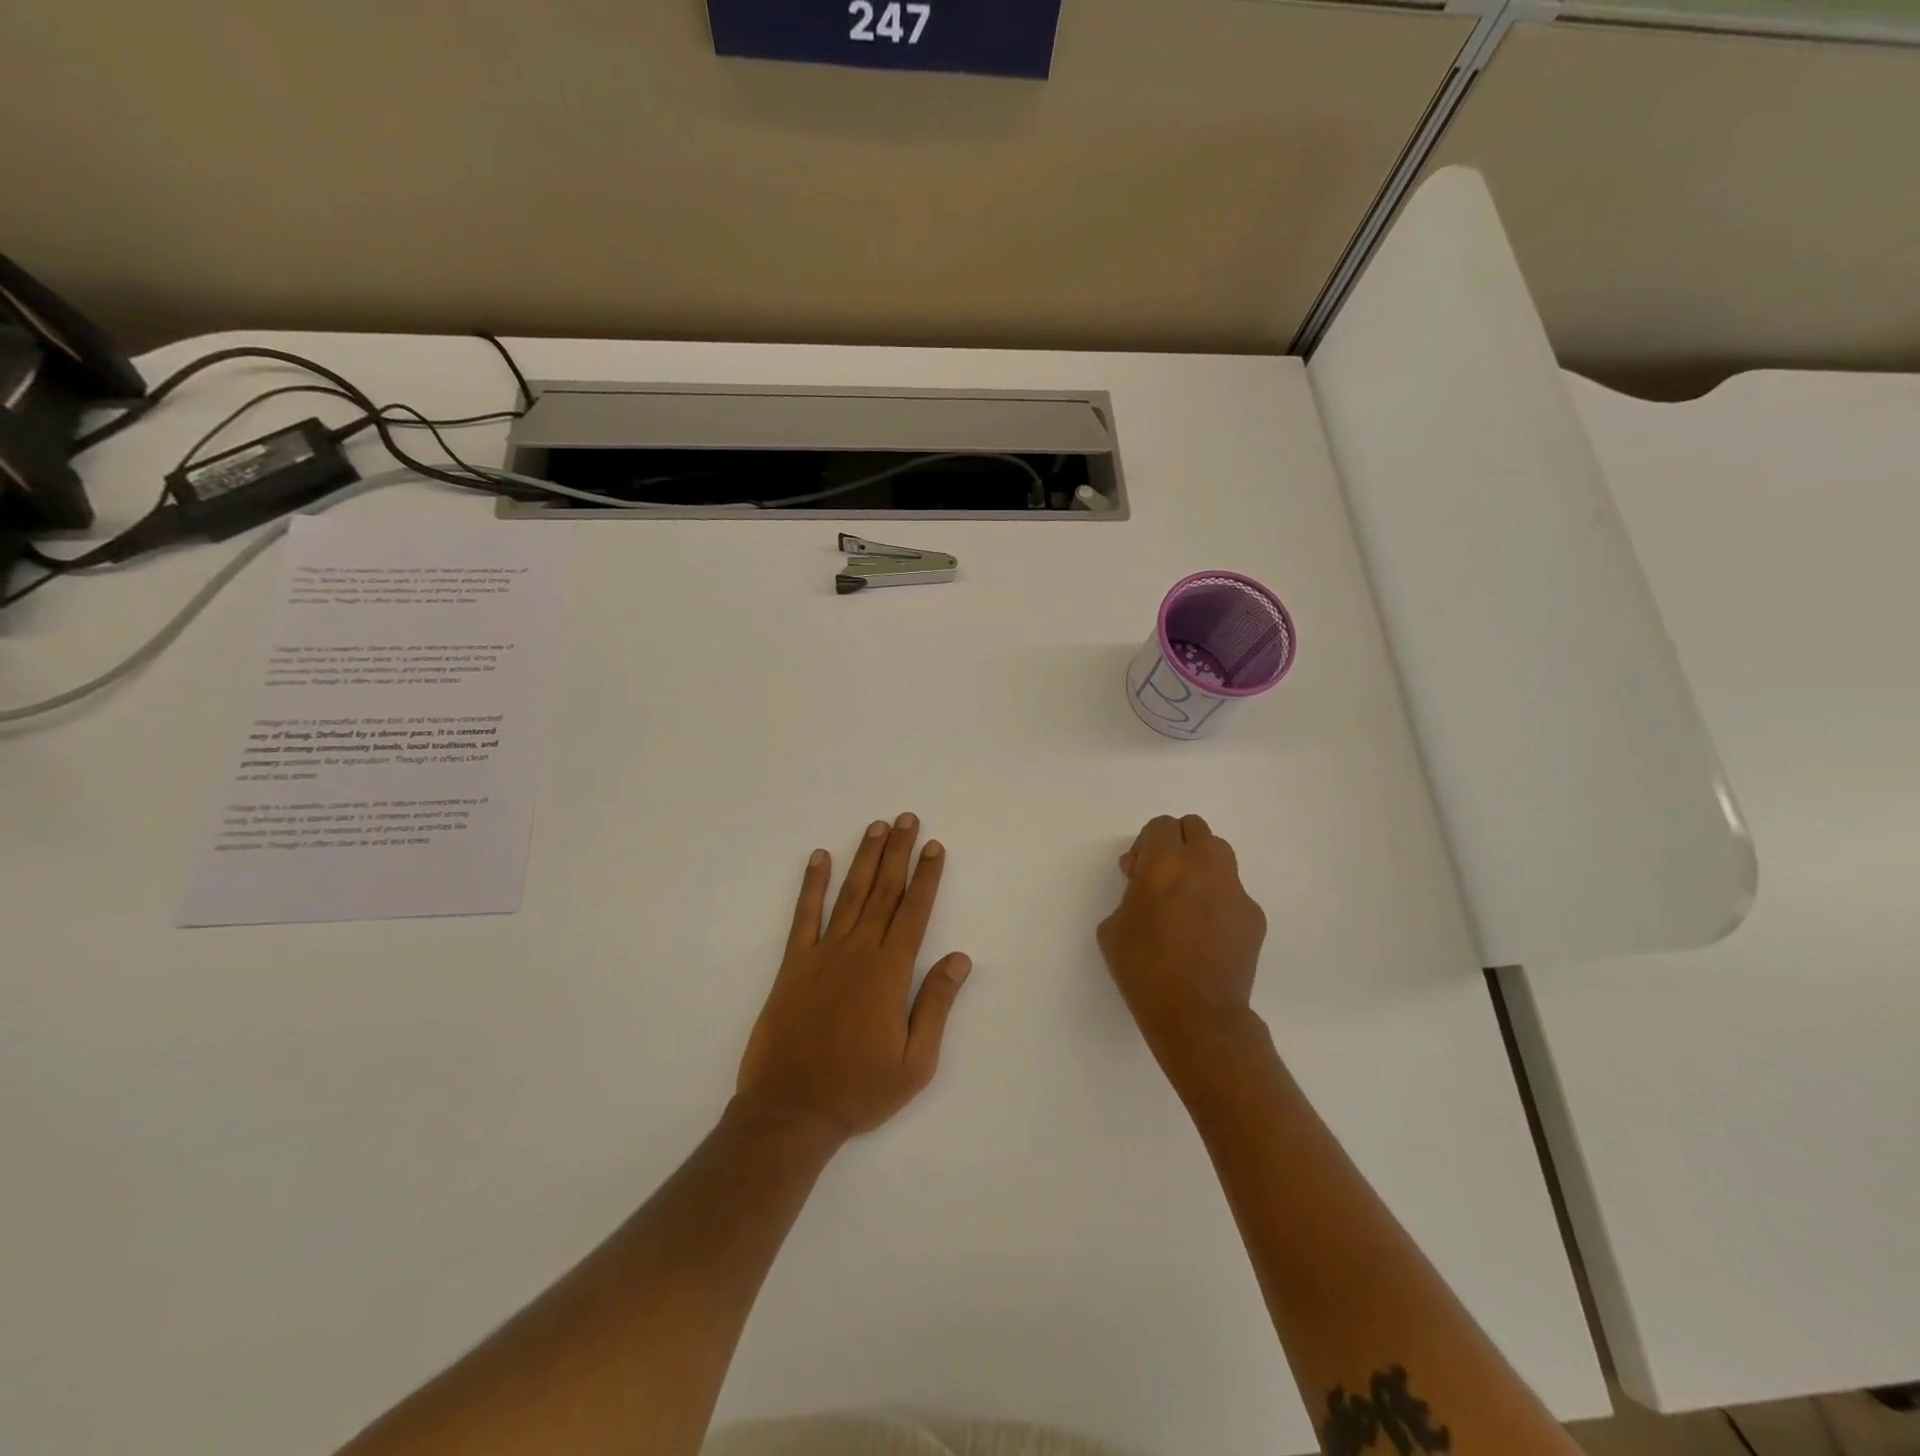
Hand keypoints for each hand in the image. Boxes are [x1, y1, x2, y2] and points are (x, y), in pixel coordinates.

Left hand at [736, 814, 971, 1142]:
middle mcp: (858, 952)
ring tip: (876, 827)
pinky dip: (811, 884)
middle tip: (907, 819)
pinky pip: (804, 915)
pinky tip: (819, 858)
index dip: (926, 877)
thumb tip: (960, 959)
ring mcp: (822, 954)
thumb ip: (936, 1005)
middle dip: (898, 853)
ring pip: (849, 894)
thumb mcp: (915, 1062)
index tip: (934, 847)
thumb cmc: (859, 1090)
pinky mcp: (793, 964)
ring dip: (864, 858)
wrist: (791, 1110)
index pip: (914, 912)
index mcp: (889, 973)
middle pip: (884, 891)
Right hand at [1097, 814, 1268, 1067]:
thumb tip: (1144, 882)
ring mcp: (1234, 889)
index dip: (1146, 844)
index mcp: (1164, 863)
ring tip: (1188, 898)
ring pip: (1219, 854)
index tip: (1137, 871)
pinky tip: (1207, 932)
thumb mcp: (1113, 926)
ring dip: (1201, 864)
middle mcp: (1204, 865)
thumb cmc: (1143, 968)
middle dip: (1177, 844)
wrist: (1196, 1013)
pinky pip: (1233, 892)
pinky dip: (1219, 899)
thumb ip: (1129, 892)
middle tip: (1163, 876)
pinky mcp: (1254, 915)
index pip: (1161, 826)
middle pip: (1195, 828)